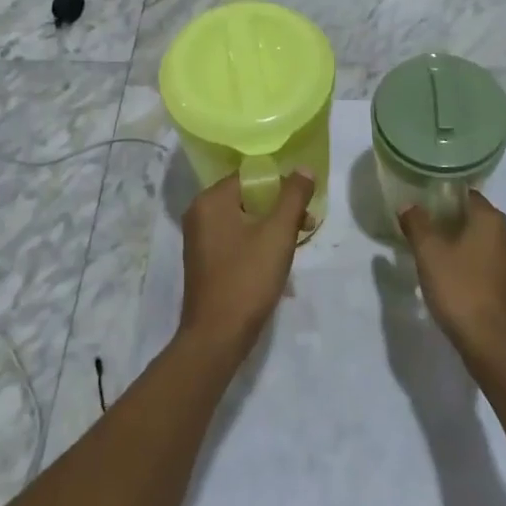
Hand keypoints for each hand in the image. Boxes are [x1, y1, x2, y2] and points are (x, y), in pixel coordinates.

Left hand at [179, 170, 314, 356]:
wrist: (217, 337)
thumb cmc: (248, 279)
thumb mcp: (278, 234)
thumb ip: (293, 196)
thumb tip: (304, 168)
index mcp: (211, 200)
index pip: (252, 176)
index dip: (282, 185)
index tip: (305, 205)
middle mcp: (200, 213)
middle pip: (248, 196)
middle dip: (279, 208)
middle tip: (306, 225)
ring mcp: (199, 238)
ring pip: (243, 219)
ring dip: (271, 227)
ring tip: (295, 246)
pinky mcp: (205, 260)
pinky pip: (235, 238)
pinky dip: (256, 243)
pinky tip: (275, 262)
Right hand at [398, 192, 505, 361]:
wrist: (494, 344)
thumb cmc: (460, 289)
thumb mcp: (428, 253)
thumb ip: (417, 224)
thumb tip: (409, 206)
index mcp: (492, 219)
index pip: (467, 195)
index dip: (443, 199)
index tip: (423, 210)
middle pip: (477, 218)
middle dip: (452, 223)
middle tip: (426, 235)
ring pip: (486, 242)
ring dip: (465, 246)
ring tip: (439, 259)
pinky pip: (493, 264)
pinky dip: (476, 265)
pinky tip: (458, 280)